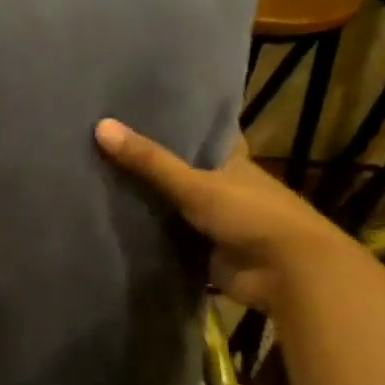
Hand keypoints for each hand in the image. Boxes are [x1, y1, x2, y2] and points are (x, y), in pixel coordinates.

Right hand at [95, 119, 354, 312]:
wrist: (287, 273)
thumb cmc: (251, 215)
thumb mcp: (195, 184)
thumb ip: (149, 161)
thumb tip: (100, 125)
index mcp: (231, 163)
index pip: (204, 135)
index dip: (179, 123)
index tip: (142, 111)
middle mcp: (223, 188)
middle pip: (182, 172)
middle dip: (151, 164)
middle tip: (104, 146)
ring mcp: (215, 222)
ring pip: (173, 207)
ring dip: (147, 202)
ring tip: (97, 182)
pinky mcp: (205, 252)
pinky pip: (169, 239)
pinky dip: (148, 235)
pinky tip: (114, 225)